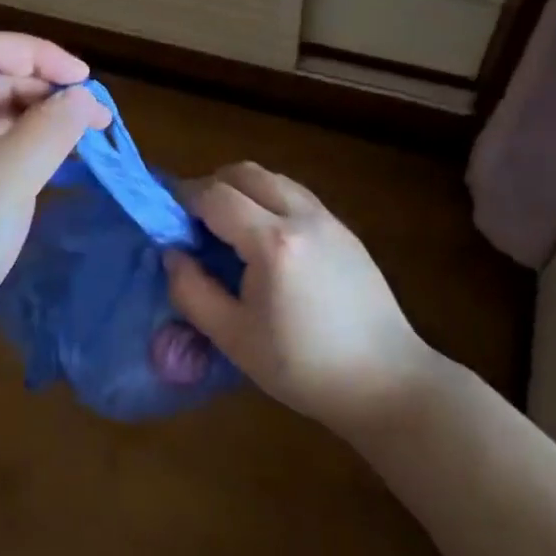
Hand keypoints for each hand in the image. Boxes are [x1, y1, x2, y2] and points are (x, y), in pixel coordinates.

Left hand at [0, 31, 109, 360]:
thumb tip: (84, 98)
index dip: (42, 55)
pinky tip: (57, 161)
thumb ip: (51, 129)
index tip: (86, 83)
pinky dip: (26, 146)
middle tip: (95, 119)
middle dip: (47, 91)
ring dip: (41, 119)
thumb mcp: (7, 180)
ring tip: (84, 140)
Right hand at [164, 161, 439, 439]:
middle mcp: (301, 217)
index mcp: (272, 242)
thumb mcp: (232, 337)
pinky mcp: (345, 231)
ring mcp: (328, 220)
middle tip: (195, 222)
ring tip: (229, 228)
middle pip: (245, 172)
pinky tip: (265, 240)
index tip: (169, 221)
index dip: (184, 200)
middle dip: (212, 186)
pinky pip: (296, 195)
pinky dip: (269, 199)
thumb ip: (192, 291)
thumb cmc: (302, 367)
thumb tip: (173, 255)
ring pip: (273, 178)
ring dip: (242, 189)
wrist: (385, 382)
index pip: (215, 195)